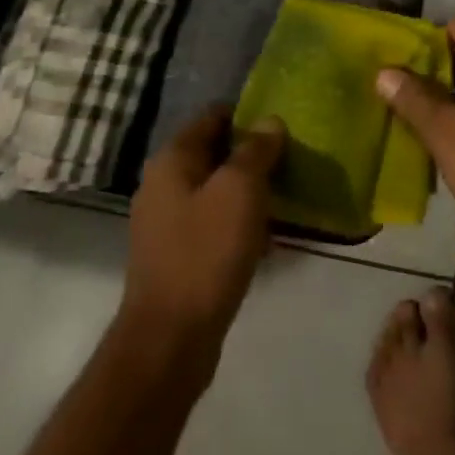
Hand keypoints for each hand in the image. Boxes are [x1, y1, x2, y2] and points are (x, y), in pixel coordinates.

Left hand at [121, 106, 283, 358]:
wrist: (170, 339)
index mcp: (172, 160)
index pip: (213, 116)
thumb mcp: (239, 190)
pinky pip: (213, 221)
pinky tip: (266, 233)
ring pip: (215, 189)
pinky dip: (238, 220)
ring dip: (248, 189)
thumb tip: (269, 121)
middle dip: (252, 153)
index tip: (283, 122)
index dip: (248, 114)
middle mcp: (163, 184)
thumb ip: (256, 150)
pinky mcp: (177, 254)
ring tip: (286, 192)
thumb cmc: (206, 252)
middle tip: (292, 156)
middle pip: (214, 152)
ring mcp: (166, 222)